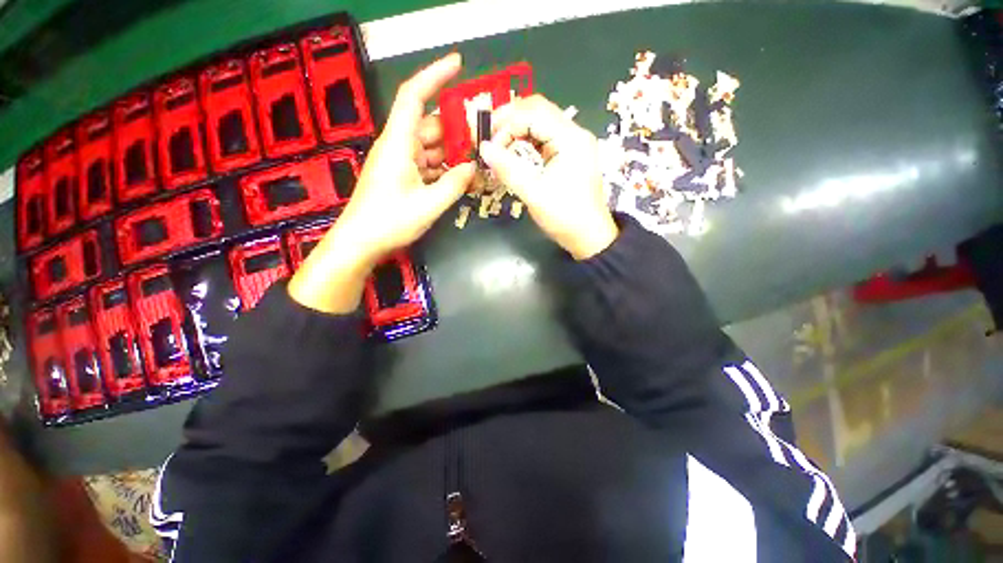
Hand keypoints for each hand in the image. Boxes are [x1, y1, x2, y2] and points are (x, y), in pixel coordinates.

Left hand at [289, 53, 475, 312]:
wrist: (361, 242)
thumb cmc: (390, 222)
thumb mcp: (429, 205)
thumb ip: (454, 184)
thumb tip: (473, 167)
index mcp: (398, 143)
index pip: (415, 96)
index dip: (435, 75)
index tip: (458, 64)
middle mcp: (398, 146)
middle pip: (430, 125)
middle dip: (456, 128)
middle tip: (484, 137)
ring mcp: (399, 162)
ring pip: (431, 147)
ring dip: (453, 153)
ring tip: (477, 161)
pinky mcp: (401, 176)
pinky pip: (427, 164)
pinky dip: (443, 169)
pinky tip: (460, 178)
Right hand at [481, 95, 617, 259]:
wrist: (588, 237)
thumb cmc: (564, 216)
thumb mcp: (534, 193)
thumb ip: (508, 169)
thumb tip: (483, 148)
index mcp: (571, 138)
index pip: (533, 112)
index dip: (506, 123)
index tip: (487, 144)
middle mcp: (573, 134)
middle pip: (536, 112)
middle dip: (509, 123)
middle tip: (488, 141)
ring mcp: (571, 145)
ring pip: (538, 125)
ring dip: (515, 135)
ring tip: (498, 151)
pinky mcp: (567, 156)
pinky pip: (542, 141)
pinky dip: (524, 146)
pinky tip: (513, 159)